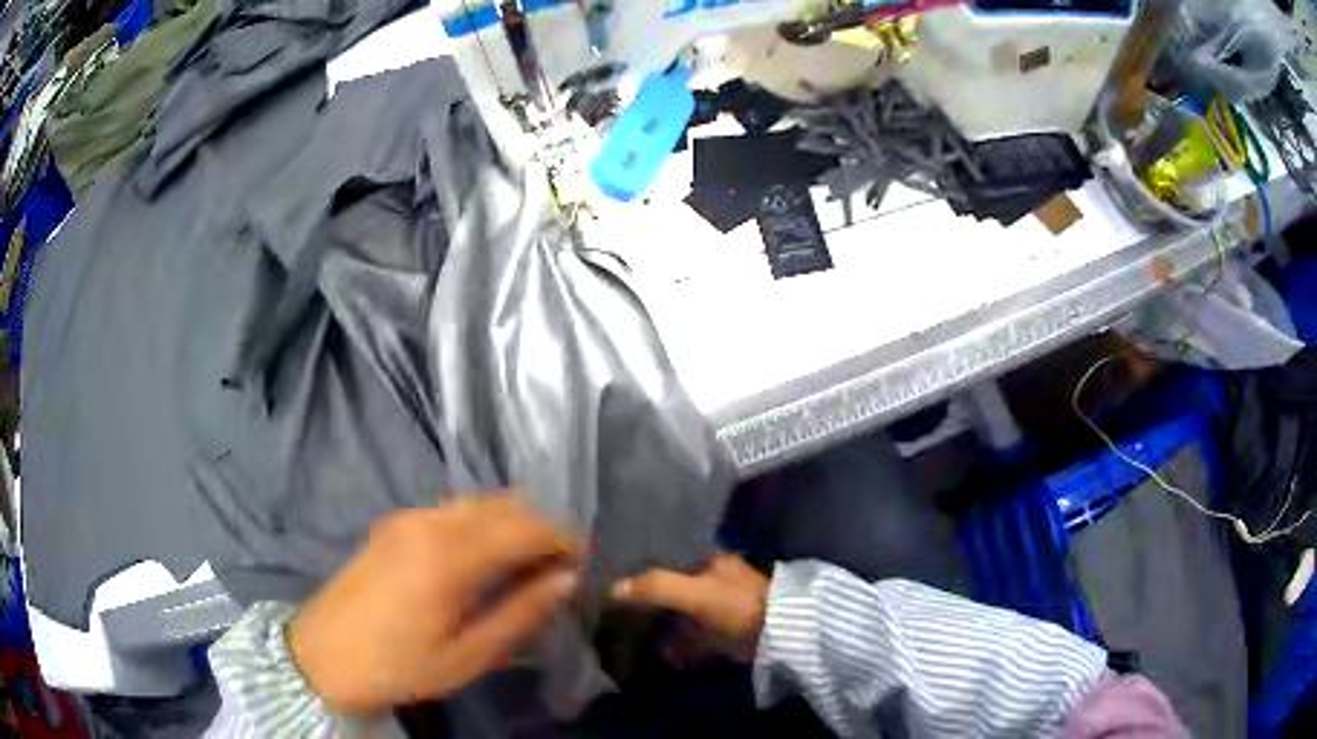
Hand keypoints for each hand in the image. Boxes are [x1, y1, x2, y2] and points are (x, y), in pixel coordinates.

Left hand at [289, 497, 581, 714]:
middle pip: (505, 505)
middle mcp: (430, 522)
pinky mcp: (394, 524)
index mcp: (449, 555)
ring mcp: (408, 518)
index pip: (525, 527)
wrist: (322, 656)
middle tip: (561, 566)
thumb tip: (566, 580)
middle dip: (542, 527)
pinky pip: (454, 510)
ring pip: (479, 502)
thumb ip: (521, 613)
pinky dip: (483, 523)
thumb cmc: (399, 666)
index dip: (563, 539)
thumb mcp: (468, 655)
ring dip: (512, 523)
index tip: (584, 563)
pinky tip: (486, 557)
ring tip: (529, 563)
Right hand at [611, 553, 769, 660]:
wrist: (780, 637)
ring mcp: (720, 609)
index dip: (642, 569)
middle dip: (648, 600)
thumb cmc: (737, 606)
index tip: (615, 581)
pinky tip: (660, 657)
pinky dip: (678, 648)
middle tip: (615, 612)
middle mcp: (714, 580)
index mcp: (710, 560)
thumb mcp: (695, 593)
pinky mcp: (725, 635)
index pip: (668, 559)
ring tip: (629, 636)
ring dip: (661, 626)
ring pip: (681, 615)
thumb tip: (613, 588)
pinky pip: (694, 640)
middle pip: (673, 588)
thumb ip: (656, 586)